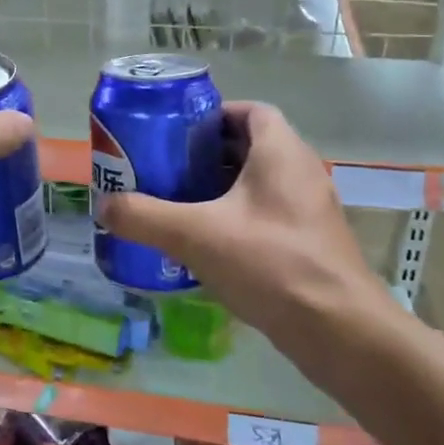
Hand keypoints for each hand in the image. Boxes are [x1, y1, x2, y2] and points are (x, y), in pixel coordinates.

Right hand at [98, 102, 402, 385]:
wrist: (340, 333)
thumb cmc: (271, 264)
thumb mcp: (195, 235)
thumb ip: (144, 217)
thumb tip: (103, 205)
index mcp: (281, 153)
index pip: (250, 111)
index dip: (212, 115)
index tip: (176, 133)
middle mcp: (301, 173)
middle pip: (249, 146)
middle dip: (206, 154)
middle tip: (166, 168)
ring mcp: (310, 210)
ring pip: (258, 184)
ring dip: (220, 189)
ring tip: (178, 204)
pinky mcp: (311, 244)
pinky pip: (268, 215)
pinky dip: (237, 219)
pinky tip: (206, 245)